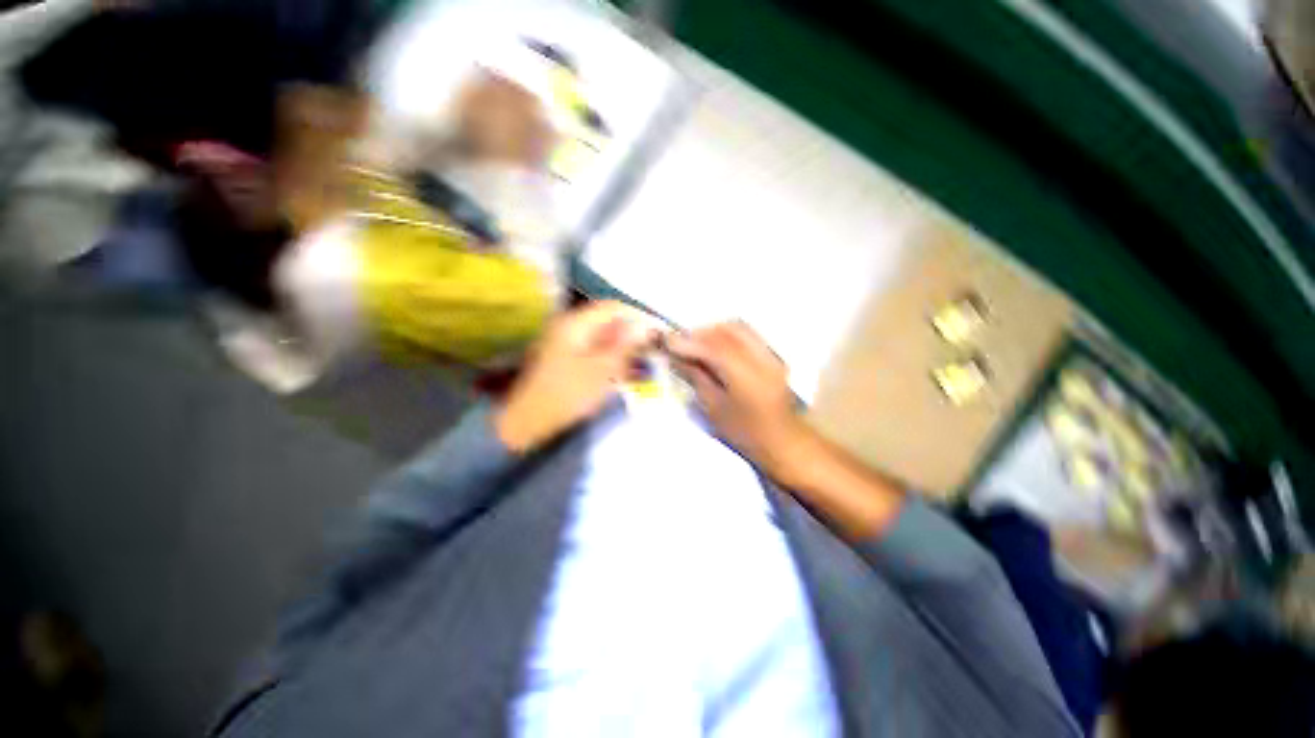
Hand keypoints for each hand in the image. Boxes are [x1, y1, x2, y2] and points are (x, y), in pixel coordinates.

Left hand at [496, 302, 657, 453]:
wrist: (530, 421)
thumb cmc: (568, 394)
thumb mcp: (603, 370)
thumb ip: (625, 345)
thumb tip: (645, 327)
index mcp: (576, 323)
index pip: (613, 308)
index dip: (637, 317)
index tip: (656, 333)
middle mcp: (569, 326)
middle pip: (607, 321)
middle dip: (630, 334)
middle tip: (649, 351)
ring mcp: (565, 342)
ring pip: (602, 336)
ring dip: (621, 347)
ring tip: (638, 364)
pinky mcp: (565, 357)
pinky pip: (593, 349)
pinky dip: (609, 357)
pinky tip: (619, 372)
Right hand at [666, 322, 809, 483]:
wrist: (785, 442)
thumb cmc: (746, 434)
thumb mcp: (714, 408)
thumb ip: (696, 377)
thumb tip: (676, 357)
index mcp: (747, 377)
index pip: (713, 347)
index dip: (688, 341)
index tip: (666, 340)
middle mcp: (762, 359)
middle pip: (727, 330)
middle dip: (701, 333)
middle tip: (681, 344)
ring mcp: (771, 354)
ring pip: (738, 328)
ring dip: (714, 331)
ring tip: (696, 345)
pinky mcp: (773, 356)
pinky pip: (746, 334)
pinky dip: (727, 335)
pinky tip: (715, 348)